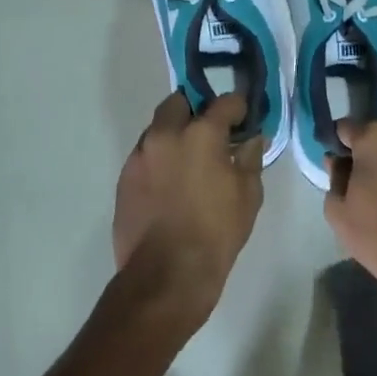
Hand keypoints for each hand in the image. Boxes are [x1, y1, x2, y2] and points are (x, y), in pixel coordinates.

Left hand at [113, 91, 265, 327]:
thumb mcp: (248, 195)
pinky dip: (159, 158)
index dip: (238, 107)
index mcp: (201, 133)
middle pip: (180, 102)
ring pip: (158, 128)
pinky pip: (145, 154)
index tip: (243, 118)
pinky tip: (170, 183)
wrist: (166, 274)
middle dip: (196, 110)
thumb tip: (252, 139)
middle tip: (211, 133)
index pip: (225, 101)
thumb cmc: (216, 232)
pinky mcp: (124, 177)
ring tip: (189, 160)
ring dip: (174, 134)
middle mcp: (166, 134)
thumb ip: (250, 158)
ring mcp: (140, 154)